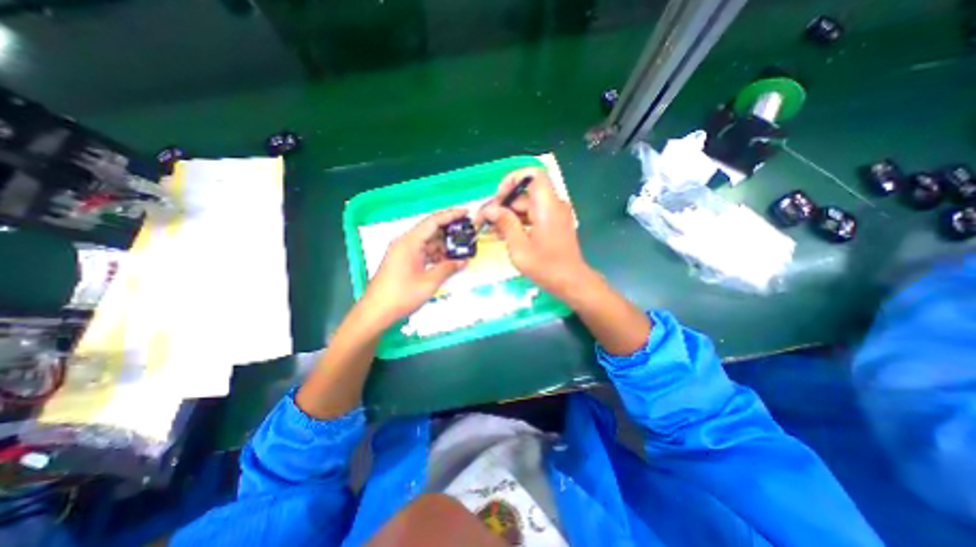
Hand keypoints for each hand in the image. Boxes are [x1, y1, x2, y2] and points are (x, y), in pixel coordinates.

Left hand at [359, 208, 470, 328]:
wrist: (375, 312)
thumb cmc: (401, 295)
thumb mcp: (429, 282)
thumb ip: (448, 268)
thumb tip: (464, 261)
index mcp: (409, 242)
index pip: (433, 221)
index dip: (451, 215)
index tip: (467, 212)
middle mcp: (405, 242)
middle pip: (430, 229)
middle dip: (449, 230)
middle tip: (468, 232)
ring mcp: (403, 251)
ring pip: (428, 242)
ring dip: (443, 245)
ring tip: (461, 248)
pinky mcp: (403, 260)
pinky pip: (423, 251)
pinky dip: (435, 254)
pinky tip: (447, 260)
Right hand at [476, 166, 590, 297]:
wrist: (571, 282)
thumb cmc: (546, 267)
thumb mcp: (520, 247)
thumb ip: (505, 224)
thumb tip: (490, 208)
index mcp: (548, 206)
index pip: (533, 175)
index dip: (513, 180)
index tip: (499, 198)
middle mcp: (554, 205)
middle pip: (525, 194)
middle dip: (504, 204)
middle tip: (486, 221)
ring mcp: (554, 214)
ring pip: (527, 205)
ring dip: (509, 215)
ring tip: (492, 230)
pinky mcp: (553, 224)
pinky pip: (533, 215)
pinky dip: (518, 222)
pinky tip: (504, 234)